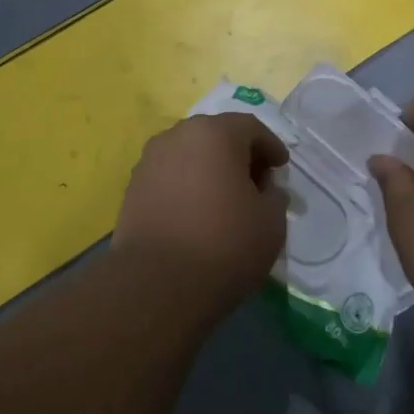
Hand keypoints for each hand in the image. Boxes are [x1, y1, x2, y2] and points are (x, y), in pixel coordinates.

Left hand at [112, 113, 289, 308]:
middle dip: (238, 155)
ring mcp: (149, 162)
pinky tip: (196, 214)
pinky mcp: (132, 190)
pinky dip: (187, 187)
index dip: (270, 146)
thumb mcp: (271, 221)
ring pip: (189, 156)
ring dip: (209, 170)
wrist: (156, 285)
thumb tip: (264, 189)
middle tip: (255, 182)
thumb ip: (274, 195)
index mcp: (214, 133)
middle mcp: (177, 136)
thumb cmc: (224, 244)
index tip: (280, 168)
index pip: (250, 127)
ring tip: (224, 201)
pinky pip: (169, 178)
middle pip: (216, 136)